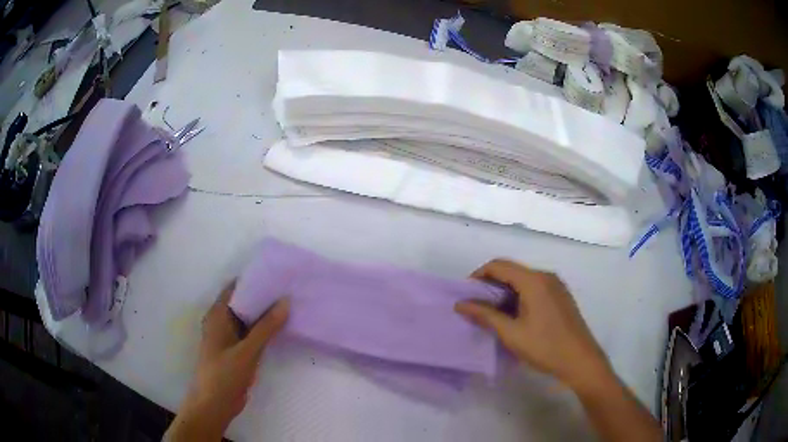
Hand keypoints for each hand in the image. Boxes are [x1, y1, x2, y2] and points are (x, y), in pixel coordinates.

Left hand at [165, 283, 288, 440]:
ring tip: (290, 305)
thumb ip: (266, 327)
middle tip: (289, 289)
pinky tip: (282, 328)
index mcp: (217, 315)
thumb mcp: (247, 350)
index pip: (236, 288)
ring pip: (249, 319)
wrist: (215, 404)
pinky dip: (264, 330)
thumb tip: (285, 301)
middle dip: (264, 297)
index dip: (254, 280)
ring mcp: (229, 337)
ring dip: (265, 314)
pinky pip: (251, 334)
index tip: (277, 275)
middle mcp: (222, 322)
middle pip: (243, 302)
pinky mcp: (236, 350)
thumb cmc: (224, 374)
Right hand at [455, 259, 610, 392]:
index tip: (466, 295)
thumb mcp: (511, 333)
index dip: (478, 276)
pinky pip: (534, 287)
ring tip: (493, 314)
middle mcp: (546, 276)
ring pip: (523, 279)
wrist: (580, 360)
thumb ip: (485, 315)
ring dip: (505, 291)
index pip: (498, 265)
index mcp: (534, 280)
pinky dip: (519, 296)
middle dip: (490, 285)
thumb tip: (460, 304)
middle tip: (477, 307)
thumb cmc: (545, 347)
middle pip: (511, 270)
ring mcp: (556, 285)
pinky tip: (515, 316)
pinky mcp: (561, 296)